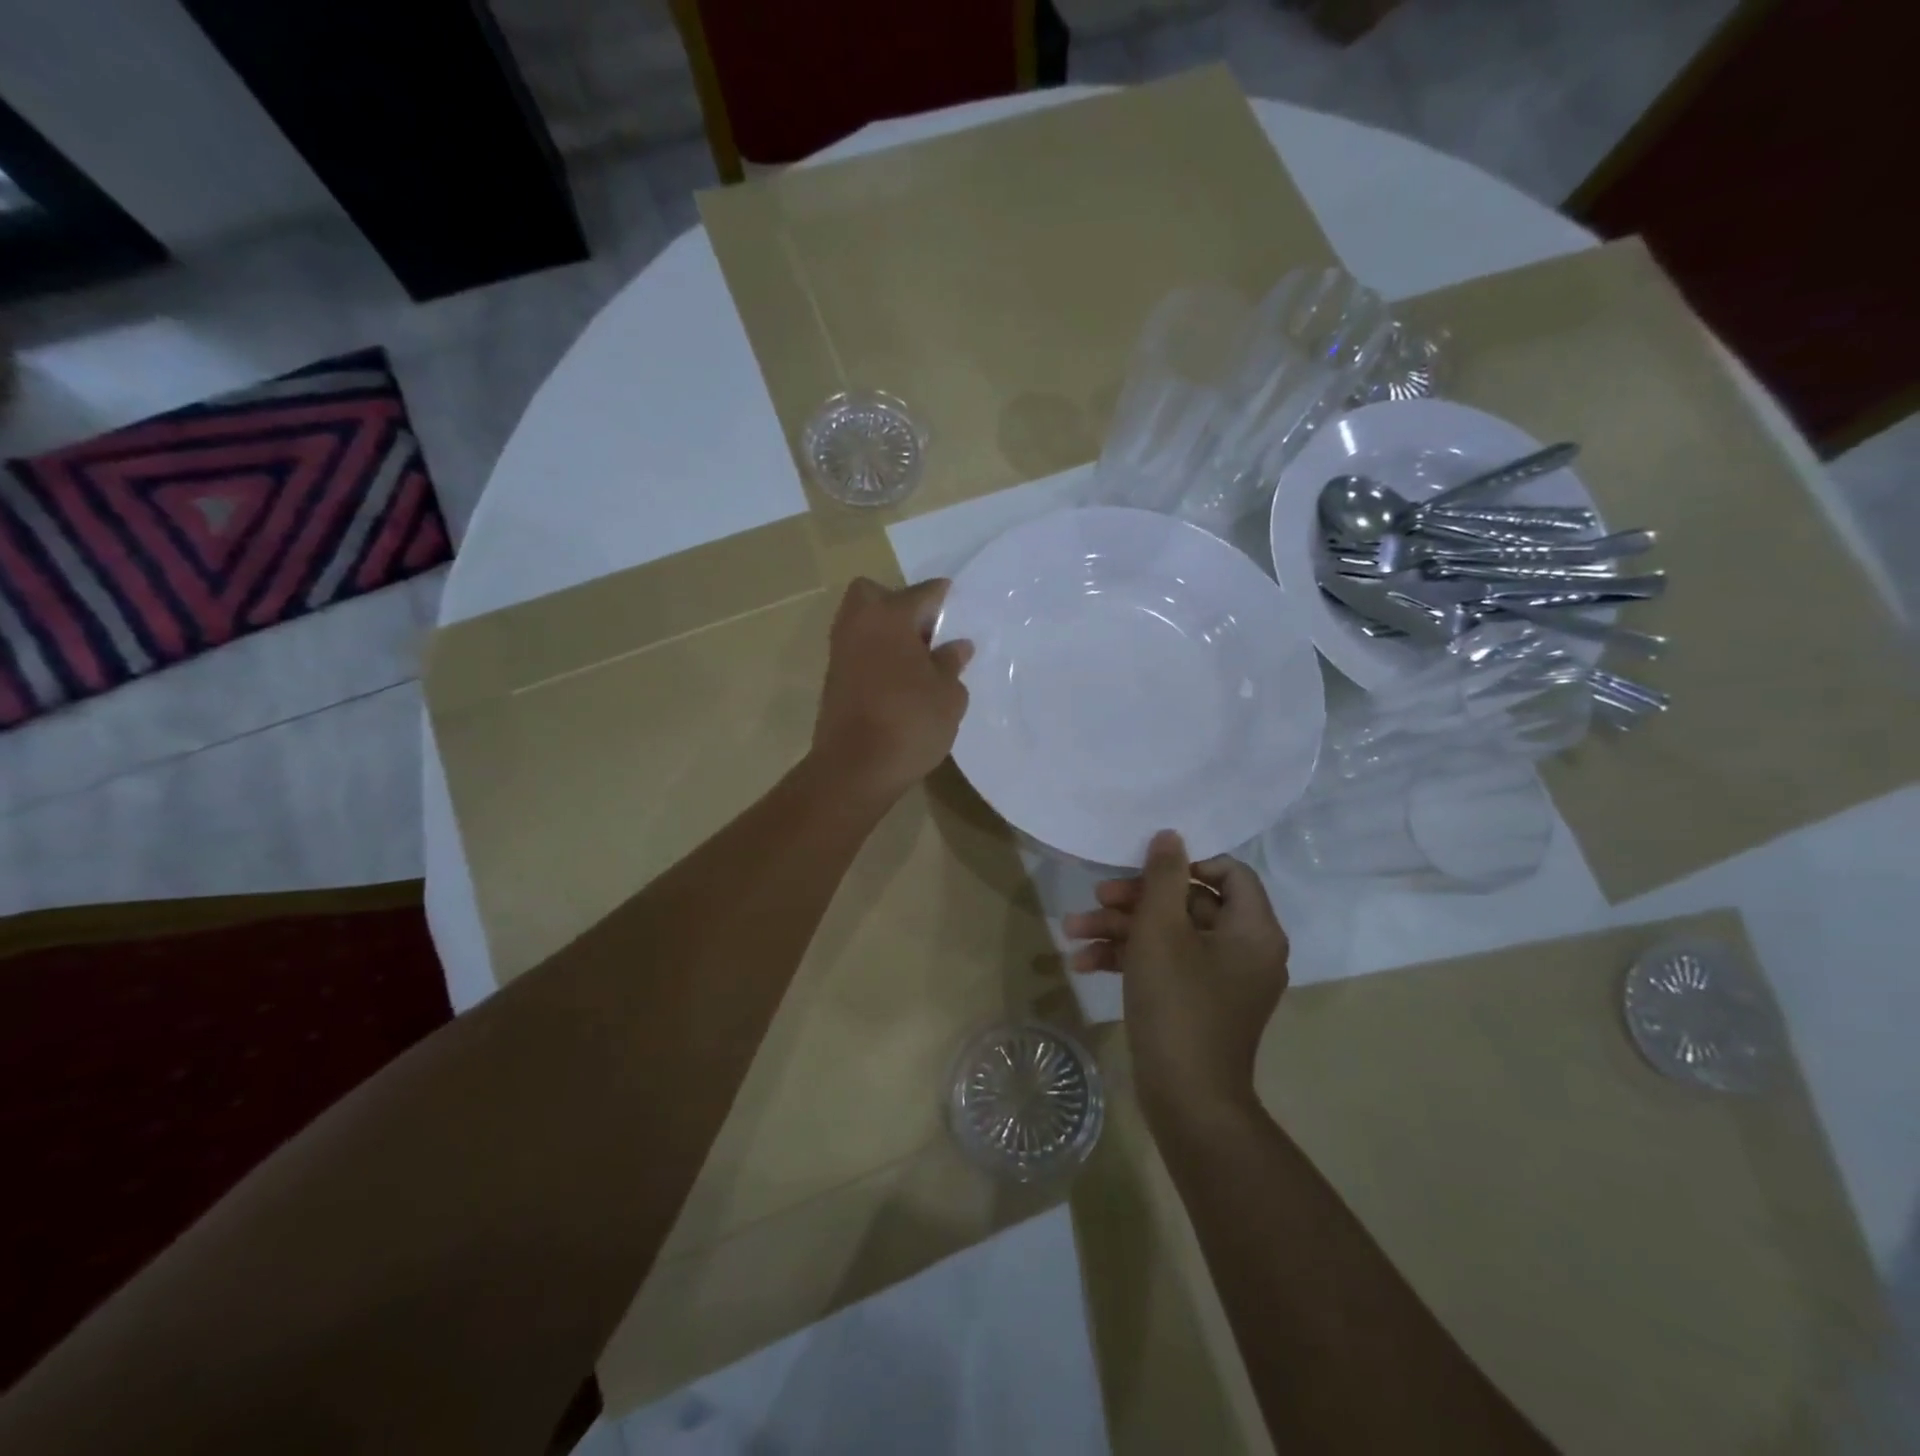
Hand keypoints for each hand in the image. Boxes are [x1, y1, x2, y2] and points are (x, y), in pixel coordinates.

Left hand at [811, 577, 972, 800]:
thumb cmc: (909, 723)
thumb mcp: (948, 695)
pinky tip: (899, 682)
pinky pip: (857, 651)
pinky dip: (875, 656)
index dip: (946, 600)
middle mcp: (859, 624)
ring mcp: (840, 652)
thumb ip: (951, 663)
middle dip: (899, 604)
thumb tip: (957, 645)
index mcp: (890, 616)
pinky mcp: (833, 679)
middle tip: (925, 633)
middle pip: (874, 594)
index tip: (962, 612)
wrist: (854, 769)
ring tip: (917, 662)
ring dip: (886, 632)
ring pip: (862, 623)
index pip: (924, 592)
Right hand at [1064, 830, 1288, 1124]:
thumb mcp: (1160, 931)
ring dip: (1121, 930)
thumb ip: (1164, 877)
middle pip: (1190, 903)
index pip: (1228, 872)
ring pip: (1171, 935)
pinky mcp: (1199, 1003)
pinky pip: (1168, 966)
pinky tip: (1084, 964)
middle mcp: (1246, 950)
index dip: (1184, 864)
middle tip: (1095, 899)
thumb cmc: (1177, 1004)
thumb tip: (1170, 835)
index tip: (1144, 871)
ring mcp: (1222, 979)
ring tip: (1073, 932)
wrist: (1186, 1100)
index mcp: (1253, 929)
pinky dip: (1131, 960)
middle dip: (1135, 901)